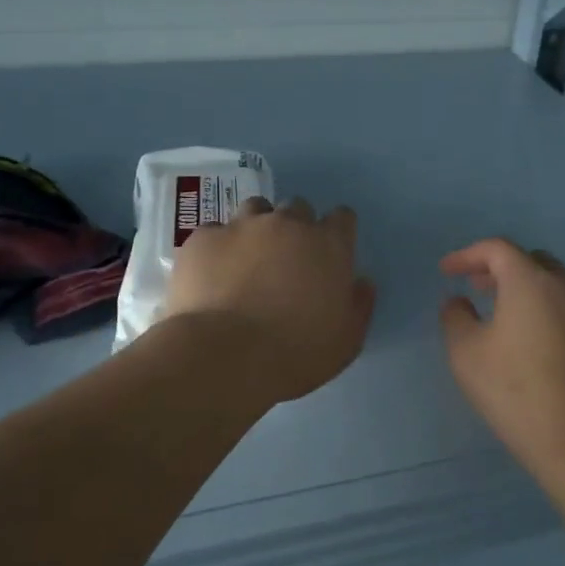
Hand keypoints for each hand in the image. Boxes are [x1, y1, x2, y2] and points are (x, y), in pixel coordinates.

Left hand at [164, 198, 375, 404]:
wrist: (224, 357)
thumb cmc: (296, 353)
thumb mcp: (346, 341)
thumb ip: (358, 305)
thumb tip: (361, 283)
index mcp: (328, 245)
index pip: (342, 218)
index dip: (336, 233)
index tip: (328, 255)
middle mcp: (287, 224)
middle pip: (297, 208)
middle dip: (295, 229)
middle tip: (285, 262)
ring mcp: (242, 226)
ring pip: (255, 210)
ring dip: (256, 228)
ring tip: (247, 260)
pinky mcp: (203, 239)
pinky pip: (214, 233)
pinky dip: (217, 248)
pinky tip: (211, 274)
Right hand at [439, 238, 564, 458]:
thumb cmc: (514, 390)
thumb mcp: (466, 353)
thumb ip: (455, 317)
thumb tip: (459, 302)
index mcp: (530, 282)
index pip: (497, 249)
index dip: (467, 255)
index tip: (446, 272)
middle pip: (530, 260)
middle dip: (498, 267)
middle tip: (475, 286)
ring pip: (552, 284)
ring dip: (523, 288)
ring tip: (499, 313)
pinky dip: (542, 308)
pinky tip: (528, 339)